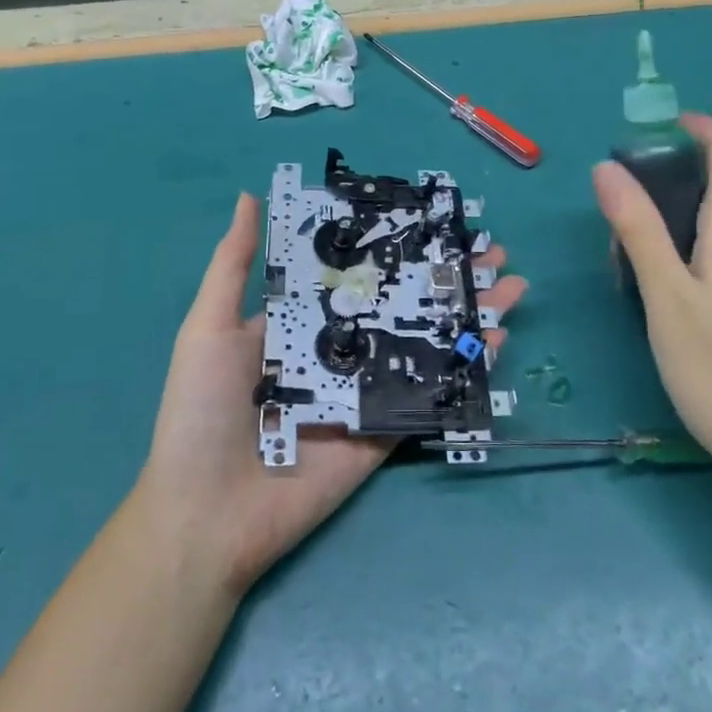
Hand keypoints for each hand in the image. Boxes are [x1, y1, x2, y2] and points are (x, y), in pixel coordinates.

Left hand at [133, 193, 527, 596]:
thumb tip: (251, 195)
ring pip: (424, 343)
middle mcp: (339, 351)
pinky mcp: (383, 432)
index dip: (393, 246)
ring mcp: (365, 391)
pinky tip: (495, 339)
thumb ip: (235, 265)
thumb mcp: (209, 327)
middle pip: (401, 303)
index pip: (356, 273)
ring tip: (510, 283)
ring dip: (465, 314)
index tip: (432, 218)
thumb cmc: (201, 412)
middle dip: (445, 276)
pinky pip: (429, 394)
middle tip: (489, 249)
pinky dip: (463, 368)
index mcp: (300, 323)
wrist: (205, 516)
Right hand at [592, 113, 711, 484]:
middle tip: (615, 214)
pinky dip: (682, 252)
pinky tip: (658, 295)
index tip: (647, 131)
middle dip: (663, 181)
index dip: (694, 125)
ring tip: (625, 261)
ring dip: (667, 222)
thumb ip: (638, 229)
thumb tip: (606, 168)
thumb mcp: (666, 296)